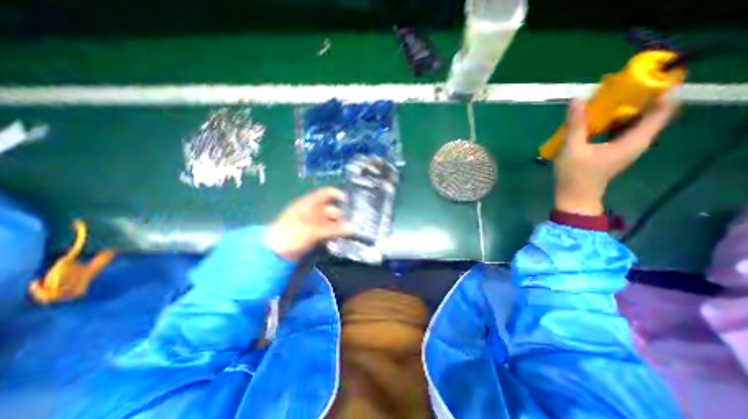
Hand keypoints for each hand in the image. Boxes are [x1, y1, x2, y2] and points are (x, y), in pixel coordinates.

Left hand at [265, 186, 352, 260]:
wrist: (275, 252)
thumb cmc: (292, 235)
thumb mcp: (314, 231)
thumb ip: (334, 229)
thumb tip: (354, 227)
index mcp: (310, 204)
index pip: (327, 194)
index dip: (338, 195)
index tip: (350, 202)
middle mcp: (314, 211)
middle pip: (332, 209)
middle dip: (343, 215)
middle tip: (355, 223)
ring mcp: (314, 223)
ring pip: (331, 222)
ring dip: (340, 227)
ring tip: (351, 233)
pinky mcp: (314, 235)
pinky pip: (328, 232)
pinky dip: (334, 234)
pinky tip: (342, 239)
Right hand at [554, 95, 677, 216]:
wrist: (574, 196)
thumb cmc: (575, 174)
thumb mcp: (572, 148)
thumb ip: (576, 125)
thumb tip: (577, 99)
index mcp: (634, 140)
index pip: (662, 111)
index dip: (661, 92)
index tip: (647, 79)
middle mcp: (637, 142)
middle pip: (649, 114)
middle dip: (638, 99)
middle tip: (620, 87)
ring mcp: (627, 148)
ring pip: (635, 122)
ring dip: (625, 110)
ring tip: (607, 100)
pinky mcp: (616, 152)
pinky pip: (623, 130)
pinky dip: (615, 122)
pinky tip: (599, 120)